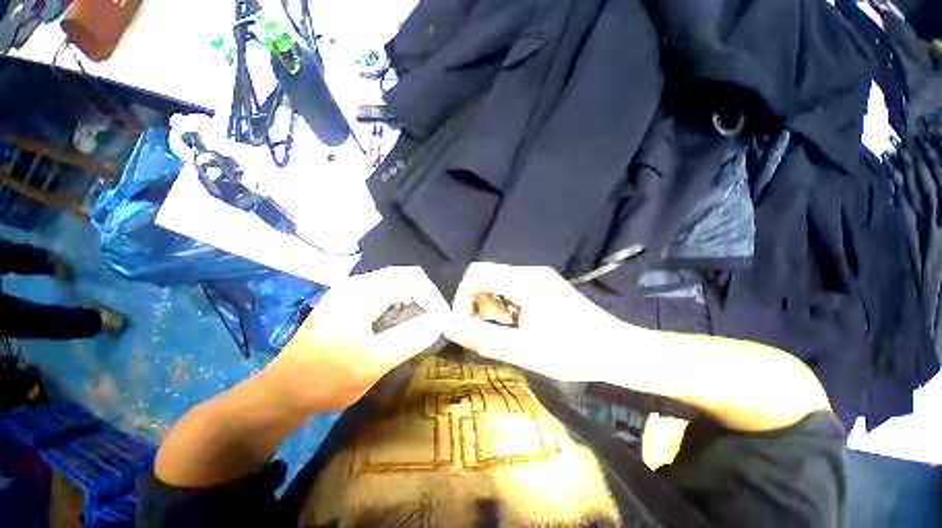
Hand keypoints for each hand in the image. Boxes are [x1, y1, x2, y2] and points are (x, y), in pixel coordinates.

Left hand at [265, 266, 449, 410]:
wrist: (284, 392)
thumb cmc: (324, 378)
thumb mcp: (371, 361)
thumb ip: (410, 338)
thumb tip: (441, 322)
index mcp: (361, 291)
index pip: (412, 279)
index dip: (433, 298)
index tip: (443, 324)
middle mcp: (359, 284)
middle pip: (407, 279)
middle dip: (427, 301)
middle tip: (436, 326)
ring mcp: (355, 293)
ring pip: (400, 288)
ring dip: (417, 305)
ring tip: (423, 328)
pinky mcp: (355, 304)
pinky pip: (390, 298)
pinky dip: (405, 310)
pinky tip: (404, 328)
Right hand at [446, 262, 628, 381]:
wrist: (617, 350)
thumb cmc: (571, 352)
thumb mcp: (521, 350)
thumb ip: (481, 338)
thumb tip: (449, 328)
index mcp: (524, 281)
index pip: (476, 272)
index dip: (462, 296)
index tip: (465, 322)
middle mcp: (530, 271)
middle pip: (487, 276)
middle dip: (480, 303)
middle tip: (494, 329)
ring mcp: (539, 276)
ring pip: (499, 282)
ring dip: (494, 305)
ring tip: (510, 329)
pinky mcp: (545, 284)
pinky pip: (513, 288)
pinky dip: (507, 305)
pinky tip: (522, 324)